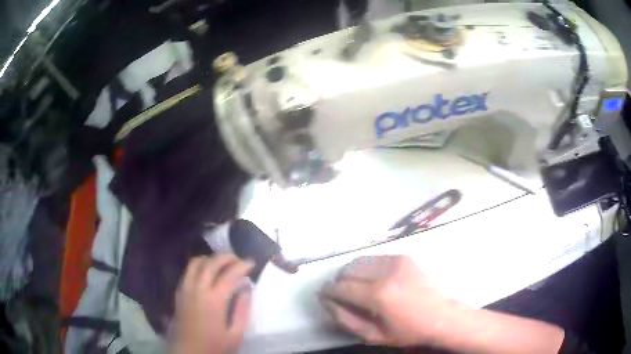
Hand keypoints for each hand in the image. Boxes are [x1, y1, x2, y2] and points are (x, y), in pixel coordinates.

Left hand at [171, 255, 254, 353]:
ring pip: (196, 262)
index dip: (242, 265)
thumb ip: (242, 310)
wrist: (189, 352)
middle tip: (238, 260)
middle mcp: (198, 289)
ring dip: (210, 259)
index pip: (229, 274)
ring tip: (222, 264)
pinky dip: (199, 266)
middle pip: (211, 263)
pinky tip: (206, 273)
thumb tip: (246, 289)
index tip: (251, 262)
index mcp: (214, 300)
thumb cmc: (214, 345)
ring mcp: (186, 289)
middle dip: (227, 257)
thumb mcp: (236, 334)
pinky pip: (188, 271)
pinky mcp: (179, 292)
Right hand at [320, 255, 456, 346]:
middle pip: (347, 269)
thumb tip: (325, 300)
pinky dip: (367, 269)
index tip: (324, 296)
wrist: (440, 316)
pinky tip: (375, 281)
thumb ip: (344, 318)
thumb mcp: (372, 335)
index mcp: (378, 295)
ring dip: (352, 274)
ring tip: (359, 288)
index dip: (328, 291)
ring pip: (358, 261)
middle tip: (345, 296)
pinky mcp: (403, 257)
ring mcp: (396, 261)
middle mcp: (385, 272)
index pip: (340, 287)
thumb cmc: (406, 331)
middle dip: (339, 282)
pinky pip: (374, 258)